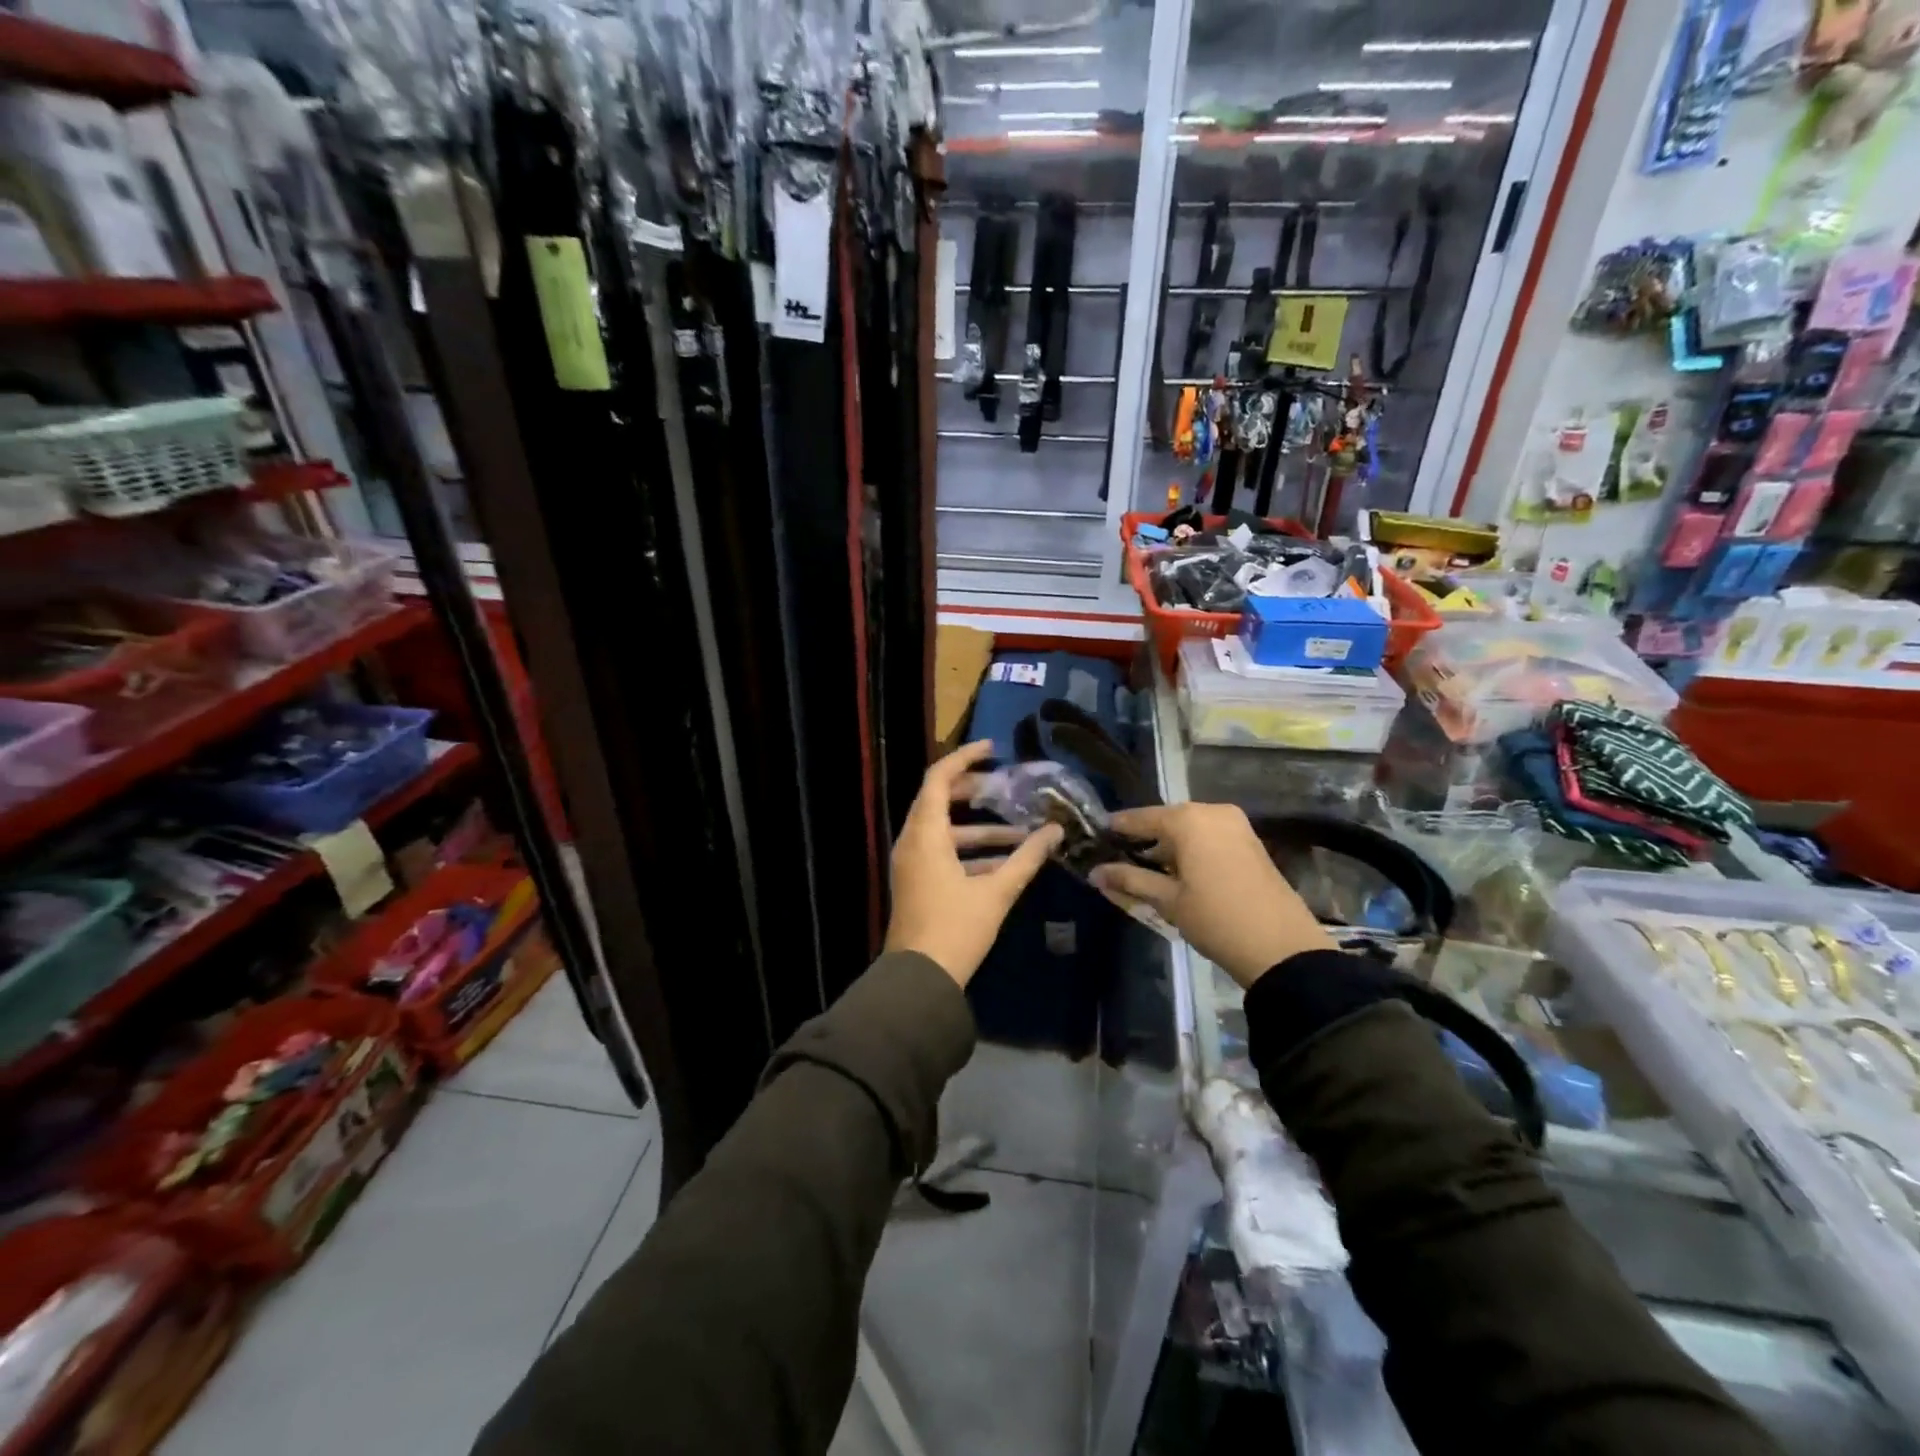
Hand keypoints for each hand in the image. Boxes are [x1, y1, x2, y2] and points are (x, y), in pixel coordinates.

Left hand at [885, 741, 1063, 987]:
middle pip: (939, 801)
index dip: (964, 758)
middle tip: (1007, 787)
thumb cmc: (956, 929)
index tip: (992, 750)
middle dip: (975, 793)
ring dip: (980, 829)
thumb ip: (1027, 858)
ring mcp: (911, 864)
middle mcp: (912, 842)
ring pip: (945, 831)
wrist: (919, 980)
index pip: (939, 779)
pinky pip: (942, 853)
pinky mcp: (917, 883)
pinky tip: (1005, 862)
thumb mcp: (996, 892)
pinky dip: (970, 851)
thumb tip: (1056, 831)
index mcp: (925, 835)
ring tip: (1020, 831)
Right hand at [1088, 802, 1331, 988]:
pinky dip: (1191, 849)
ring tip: (1146, 871)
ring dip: (1168, 846)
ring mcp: (1236, 825)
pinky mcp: (1250, 841)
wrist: (1281, 947)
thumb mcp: (1167, 901)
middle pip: (1166, 820)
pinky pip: (1209, 836)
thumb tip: (1094, 873)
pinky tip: (1178, 873)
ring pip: (1189, 829)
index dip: (1117, 828)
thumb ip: (1129, 880)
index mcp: (1188, 819)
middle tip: (1119, 859)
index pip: (1140, 818)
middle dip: (1144, 840)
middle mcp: (1212, 811)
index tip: (1096, 836)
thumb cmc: (1216, 918)